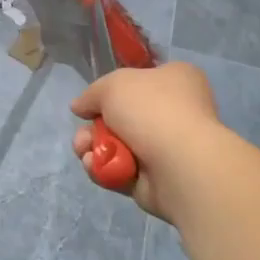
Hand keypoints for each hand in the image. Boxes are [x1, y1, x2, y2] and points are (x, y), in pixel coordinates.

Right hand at [71, 62, 232, 223]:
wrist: (179, 163)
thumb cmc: (152, 110)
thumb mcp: (112, 85)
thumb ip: (91, 94)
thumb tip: (79, 107)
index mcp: (176, 81)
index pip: (141, 80)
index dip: (113, 90)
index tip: (92, 102)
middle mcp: (174, 112)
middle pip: (120, 117)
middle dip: (93, 128)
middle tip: (83, 136)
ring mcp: (166, 148)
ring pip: (116, 146)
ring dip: (93, 148)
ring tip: (84, 152)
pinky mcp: (156, 179)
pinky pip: (120, 170)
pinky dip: (104, 169)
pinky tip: (95, 166)